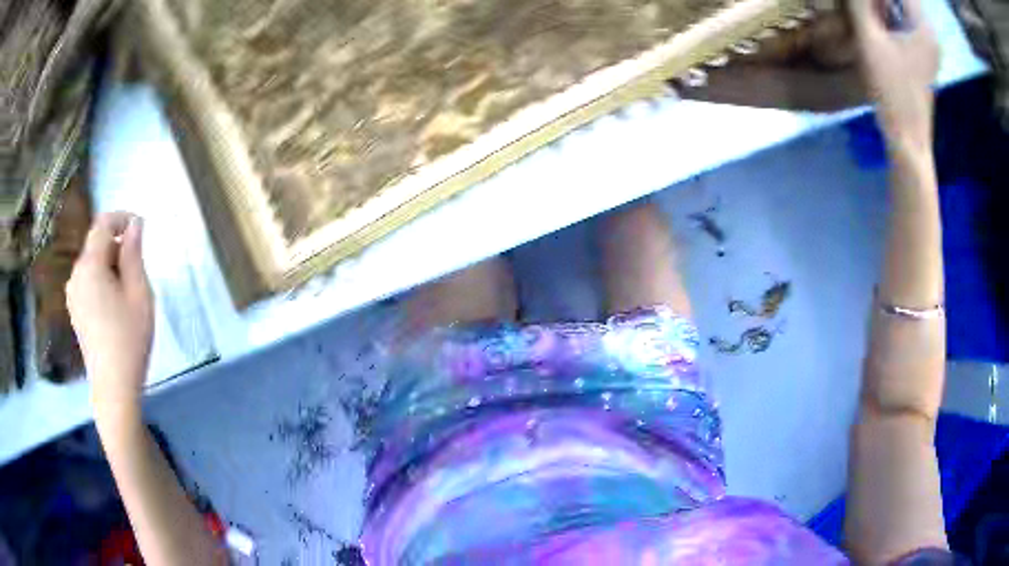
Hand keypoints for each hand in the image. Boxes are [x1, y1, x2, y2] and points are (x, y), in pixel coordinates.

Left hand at [67, 212, 153, 423]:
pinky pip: (88, 282)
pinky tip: (114, 306)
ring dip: (110, 265)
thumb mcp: (139, 293)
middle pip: (97, 244)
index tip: (141, 228)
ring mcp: (73, 294)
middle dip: (117, 246)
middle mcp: (76, 274)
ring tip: (128, 292)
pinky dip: (102, 281)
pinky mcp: (75, 310)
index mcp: (90, 265)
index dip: (122, 218)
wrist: (113, 387)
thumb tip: (135, 224)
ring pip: (93, 264)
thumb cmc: (128, 339)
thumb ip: (134, 254)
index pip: (103, 224)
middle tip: (139, 271)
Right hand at [850, 0, 939, 153]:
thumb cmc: (892, 91)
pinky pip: (906, 23)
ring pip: (902, 8)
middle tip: (864, 9)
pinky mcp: (925, 55)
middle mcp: (930, 33)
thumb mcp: (869, 39)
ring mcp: (930, 46)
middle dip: (881, 0)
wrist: (908, 138)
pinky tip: (878, 26)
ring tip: (867, 15)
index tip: (865, 4)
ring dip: (884, 6)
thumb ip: (860, 3)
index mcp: (923, 26)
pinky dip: (890, 17)